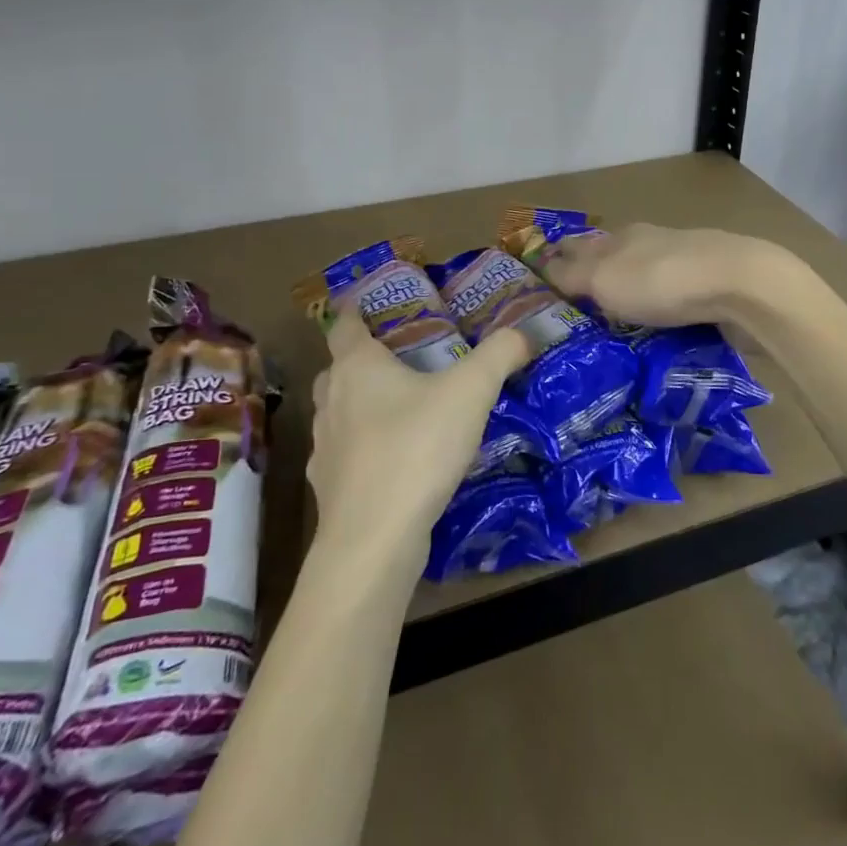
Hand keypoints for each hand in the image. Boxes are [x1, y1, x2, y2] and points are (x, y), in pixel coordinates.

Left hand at [307, 308, 531, 566]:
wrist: (374, 540)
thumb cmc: (416, 448)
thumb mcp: (471, 391)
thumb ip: (499, 354)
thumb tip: (522, 333)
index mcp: (357, 367)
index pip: (347, 324)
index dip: (358, 310)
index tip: (373, 305)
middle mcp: (331, 400)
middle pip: (339, 368)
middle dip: (363, 360)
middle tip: (403, 359)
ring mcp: (324, 447)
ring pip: (339, 412)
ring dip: (362, 405)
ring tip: (403, 409)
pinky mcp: (329, 489)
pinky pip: (346, 454)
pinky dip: (365, 449)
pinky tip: (397, 460)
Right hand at [537, 223, 791, 328]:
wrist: (740, 287)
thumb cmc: (660, 280)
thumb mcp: (603, 278)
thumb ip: (572, 274)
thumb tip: (545, 267)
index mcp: (621, 238)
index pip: (578, 245)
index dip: (559, 261)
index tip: (542, 284)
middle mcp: (651, 247)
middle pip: (614, 264)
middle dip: (595, 284)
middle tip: (574, 320)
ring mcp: (684, 268)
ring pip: (646, 285)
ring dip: (630, 304)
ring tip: (611, 338)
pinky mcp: (711, 293)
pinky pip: (674, 306)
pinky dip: (660, 318)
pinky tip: (655, 339)